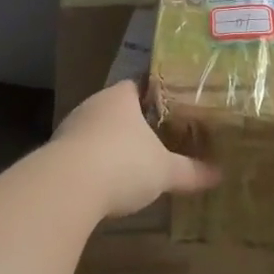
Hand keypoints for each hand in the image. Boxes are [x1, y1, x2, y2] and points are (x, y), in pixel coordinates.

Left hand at [52, 80, 218, 219]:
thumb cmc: (123, 163)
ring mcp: (70, 128)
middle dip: (134, 123)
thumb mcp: (164, 171)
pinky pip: (81, 153)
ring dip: (111, 144)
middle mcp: (93, 105)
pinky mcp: (55, 154)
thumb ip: (190, 171)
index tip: (171, 107)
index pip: (138, 85)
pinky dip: (94, 164)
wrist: (66, 188)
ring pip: (97, 131)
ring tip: (133, 161)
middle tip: (158, 136)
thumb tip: (219, 174)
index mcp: (120, 97)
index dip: (155, 95)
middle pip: (117, 108)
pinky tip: (106, 182)